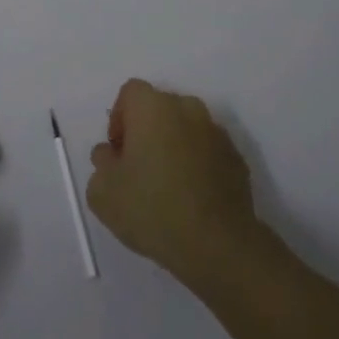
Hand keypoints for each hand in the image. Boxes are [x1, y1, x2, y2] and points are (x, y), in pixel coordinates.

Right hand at [85, 79, 261, 284]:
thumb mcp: (103, 192)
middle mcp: (188, 109)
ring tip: (166, 186)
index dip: (119, 119)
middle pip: (159, 108)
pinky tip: (191, 198)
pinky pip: (207, 151)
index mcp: (153, 107)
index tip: (117, 153)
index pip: (130, 93)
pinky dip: (197, 164)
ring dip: (173, 146)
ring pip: (186, 129)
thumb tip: (111, 155)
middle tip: (138, 169)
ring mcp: (217, 133)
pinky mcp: (237, 159)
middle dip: (146, 131)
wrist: (218, 245)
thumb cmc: (152, 209)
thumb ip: (101, 163)